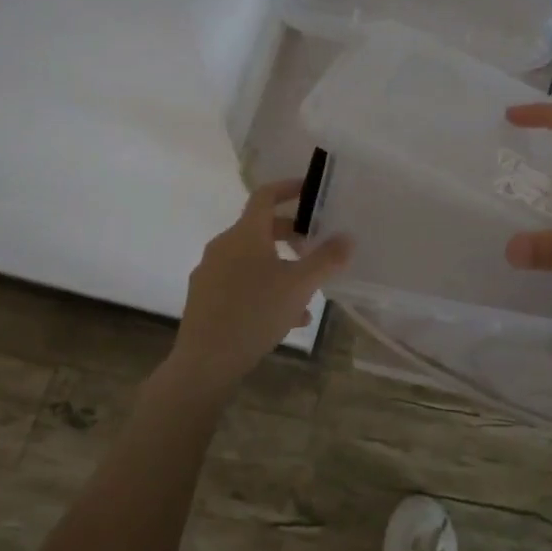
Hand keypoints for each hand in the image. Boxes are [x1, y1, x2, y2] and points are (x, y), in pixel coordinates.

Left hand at [167, 179, 352, 396]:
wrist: (205, 362)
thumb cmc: (255, 313)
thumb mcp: (300, 285)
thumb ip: (326, 259)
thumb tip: (347, 237)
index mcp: (245, 233)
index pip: (265, 195)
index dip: (288, 188)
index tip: (309, 190)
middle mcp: (223, 245)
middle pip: (260, 228)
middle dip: (290, 235)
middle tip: (313, 248)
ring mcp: (210, 272)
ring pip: (252, 259)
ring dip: (280, 266)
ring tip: (306, 292)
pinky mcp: (204, 298)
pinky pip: (239, 282)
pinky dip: (263, 288)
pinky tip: (285, 318)